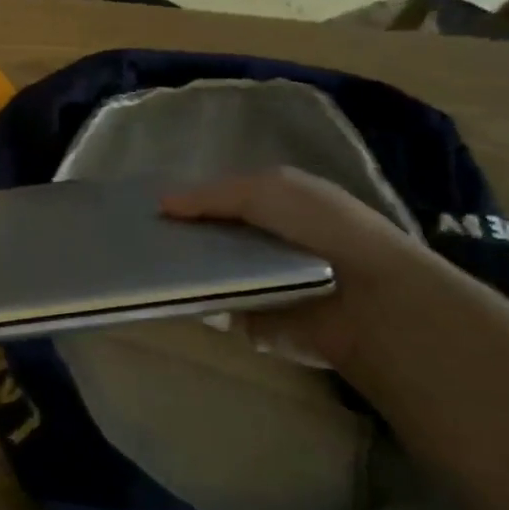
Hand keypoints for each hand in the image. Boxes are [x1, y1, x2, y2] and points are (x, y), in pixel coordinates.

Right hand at [162, 167, 486, 376]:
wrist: (368, 301)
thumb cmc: (322, 231)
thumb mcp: (267, 189)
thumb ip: (211, 195)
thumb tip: (161, 204)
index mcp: (277, 206)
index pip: (220, 201)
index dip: (188, 202)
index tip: (149, 208)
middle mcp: (267, 243)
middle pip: (208, 237)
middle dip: (178, 236)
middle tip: (139, 238)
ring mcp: (259, 283)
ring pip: (206, 272)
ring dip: (182, 269)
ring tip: (144, 265)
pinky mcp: (253, 320)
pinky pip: (212, 306)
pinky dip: (193, 300)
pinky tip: (167, 291)